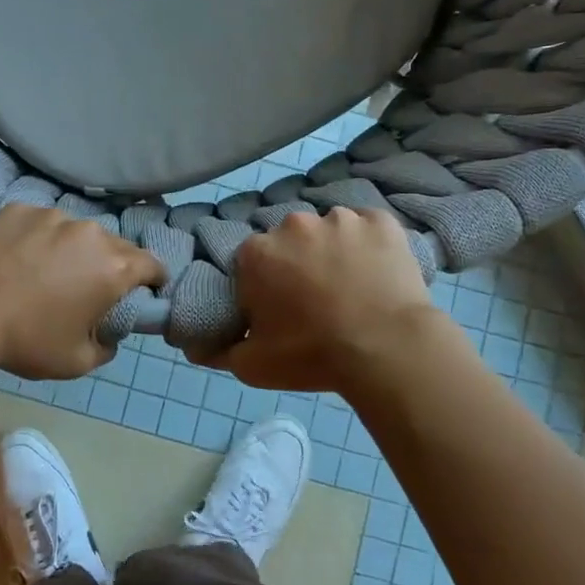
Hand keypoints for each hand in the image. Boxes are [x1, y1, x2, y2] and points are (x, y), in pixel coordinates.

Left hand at [0, 205, 165, 378]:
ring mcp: (51, 216)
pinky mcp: (18, 209)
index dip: (154, 279)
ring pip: (75, 231)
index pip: (152, 264)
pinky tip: (16, 258)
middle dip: (111, 263)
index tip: (146, 290)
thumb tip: (108, 334)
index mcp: (113, 268)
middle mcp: (89, 233)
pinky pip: (39, 223)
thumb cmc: (25, 341)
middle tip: (91, 286)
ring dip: (72, 248)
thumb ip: (105, 347)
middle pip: (115, 244)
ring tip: (47, 270)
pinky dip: (37, 238)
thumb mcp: (76, 362)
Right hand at [195, 208, 440, 392]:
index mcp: (257, 252)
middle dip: (298, 264)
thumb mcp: (253, 366)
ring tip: (353, 288)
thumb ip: (220, 351)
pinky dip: (371, 245)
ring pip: (330, 232)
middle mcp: (293, 224)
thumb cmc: (312, 355)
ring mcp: (340, 218)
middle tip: (317, 301)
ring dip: (334, 252)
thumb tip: (197, 347)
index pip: (252, 263)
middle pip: (290, 242)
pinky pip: (369, 228)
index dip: (264, 287)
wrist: (387, 349)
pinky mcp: (380, 222)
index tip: (280, 311)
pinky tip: (378, 273)